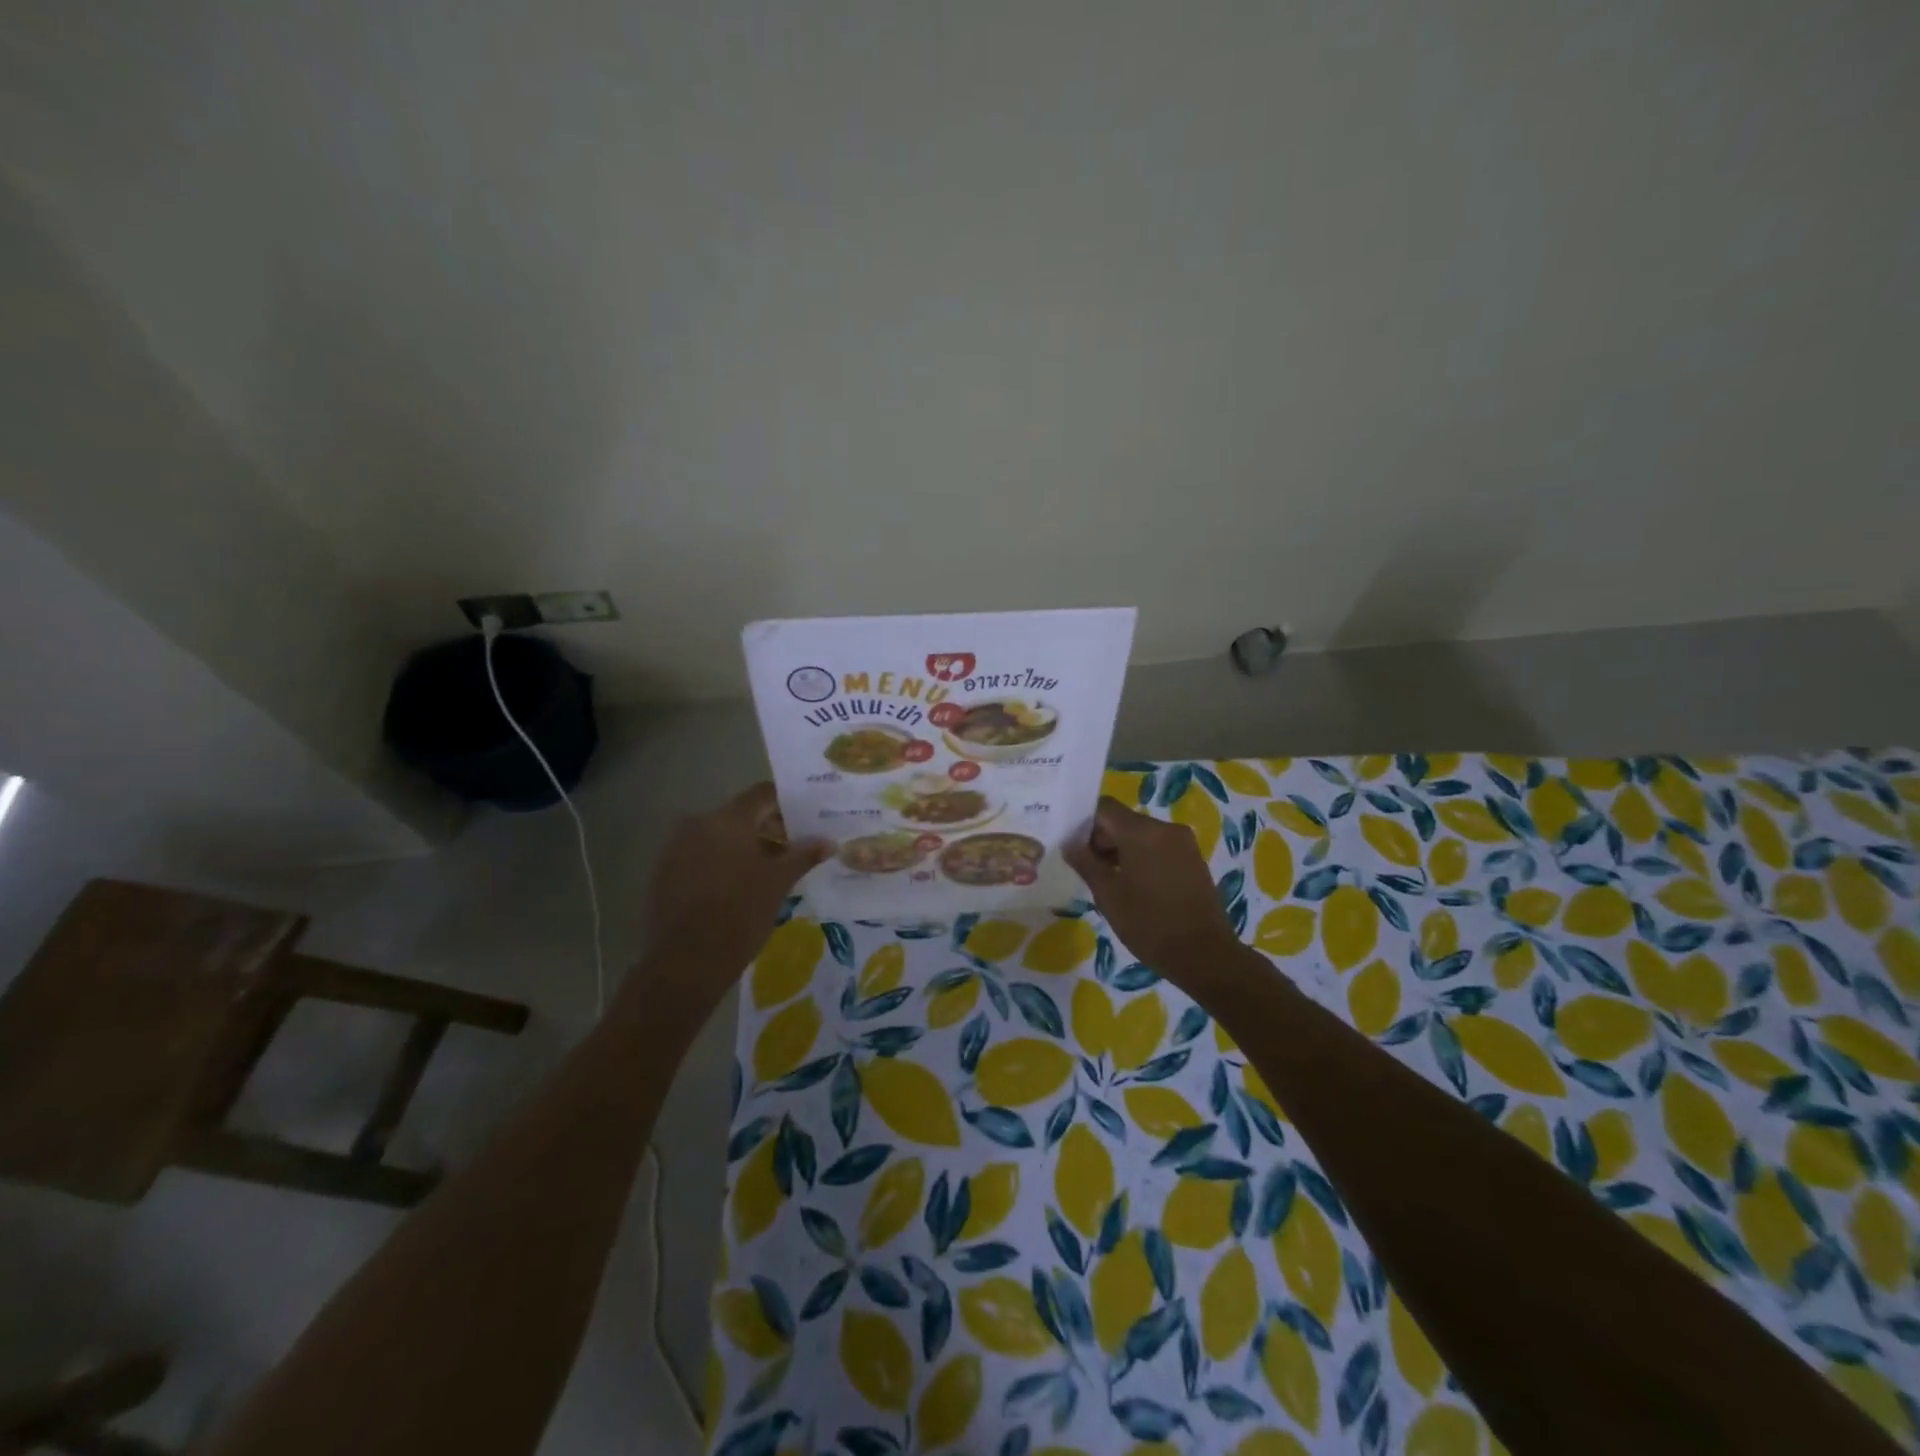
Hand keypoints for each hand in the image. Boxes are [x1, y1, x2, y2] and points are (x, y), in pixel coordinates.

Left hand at [643, 783, 829, 981]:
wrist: (685, 963)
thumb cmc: (740, 914)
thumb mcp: (779, 883)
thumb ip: (804, 855)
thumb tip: (829, 841)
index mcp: (728, 819)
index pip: (763, 794)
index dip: (787, 804)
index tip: (806, 820)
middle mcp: (699, 823)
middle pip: (741, 815)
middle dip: (768, 828)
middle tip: (793, 850)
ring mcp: (676, 847)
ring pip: (719, 836)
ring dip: (744, 847)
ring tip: (768, 872)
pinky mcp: (664, 871)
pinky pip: (700, 854)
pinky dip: (722, 862)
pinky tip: (738, 887)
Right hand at [1064, 796, 1240, 975]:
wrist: (1205, 955)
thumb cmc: (1149, 924)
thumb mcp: (1108, 895)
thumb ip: (1085, 863)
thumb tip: (1069, 843)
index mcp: (1141, 831)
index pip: (1104, 808)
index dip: (1084, 824)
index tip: (1073, 848)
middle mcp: (1165, 828)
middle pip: (1123, 820)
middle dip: (1102, 839)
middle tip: (1087, 869)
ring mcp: (1184, 843)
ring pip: (1142, 834)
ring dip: (1122, 850)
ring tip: (1109, 881)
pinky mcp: (1194, 859)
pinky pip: (1159, 847)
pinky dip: (1142, 857)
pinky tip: (1135, 886)